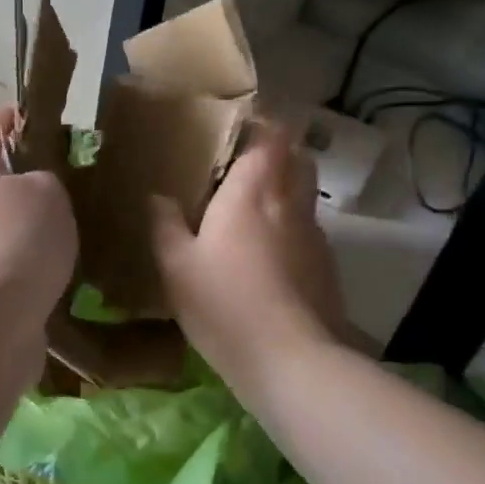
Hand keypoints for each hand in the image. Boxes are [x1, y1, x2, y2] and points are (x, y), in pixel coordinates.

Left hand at [0, 107, 77, 335]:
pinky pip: (3, 263)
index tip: (50, 119)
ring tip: (72, 227)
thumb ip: (47, 177)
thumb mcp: (47, 192)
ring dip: (27, 225)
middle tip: (72, 179)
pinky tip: (57, 268)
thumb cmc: (15, 241)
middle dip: (27, 176)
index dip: (20, 118)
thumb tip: (36, 189)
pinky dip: (25, 263)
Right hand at [152, 123, 345, 397]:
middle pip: (297, 157)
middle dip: (276, 150)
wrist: (291, 361)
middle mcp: (290, 203)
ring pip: (306, 193)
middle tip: (241, 163)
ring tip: (251, 207)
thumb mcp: (176, 266)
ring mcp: (314, 235)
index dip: (260, 123)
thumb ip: (164, 224)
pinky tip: (267, 254)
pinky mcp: (326, 267)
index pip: (271, 136)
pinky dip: (290, 225)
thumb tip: (158, 195)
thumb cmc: (225, 304)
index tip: (237, 124)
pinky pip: (308, 229)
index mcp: (253, 192)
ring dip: (284, 188)